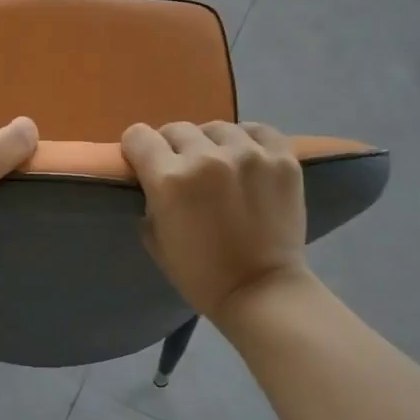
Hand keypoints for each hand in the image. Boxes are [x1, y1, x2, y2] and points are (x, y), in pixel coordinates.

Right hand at [121, 121, 309, 320]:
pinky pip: (257, 130)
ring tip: (219, 166)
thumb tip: (152, 177)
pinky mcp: (282, 158)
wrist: (261, 292)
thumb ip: (149, 199)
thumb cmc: (200, 275)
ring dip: (210, 144)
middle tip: (183, 173)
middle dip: (172, 149)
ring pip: (216, 128)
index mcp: (170, 179)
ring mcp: (249, 154)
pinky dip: (247, 141)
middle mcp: (207, 157)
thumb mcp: (154, 239)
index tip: (144, 163)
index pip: (138, 136)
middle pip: (176, 129)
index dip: (137, 150)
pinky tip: (246, 158)